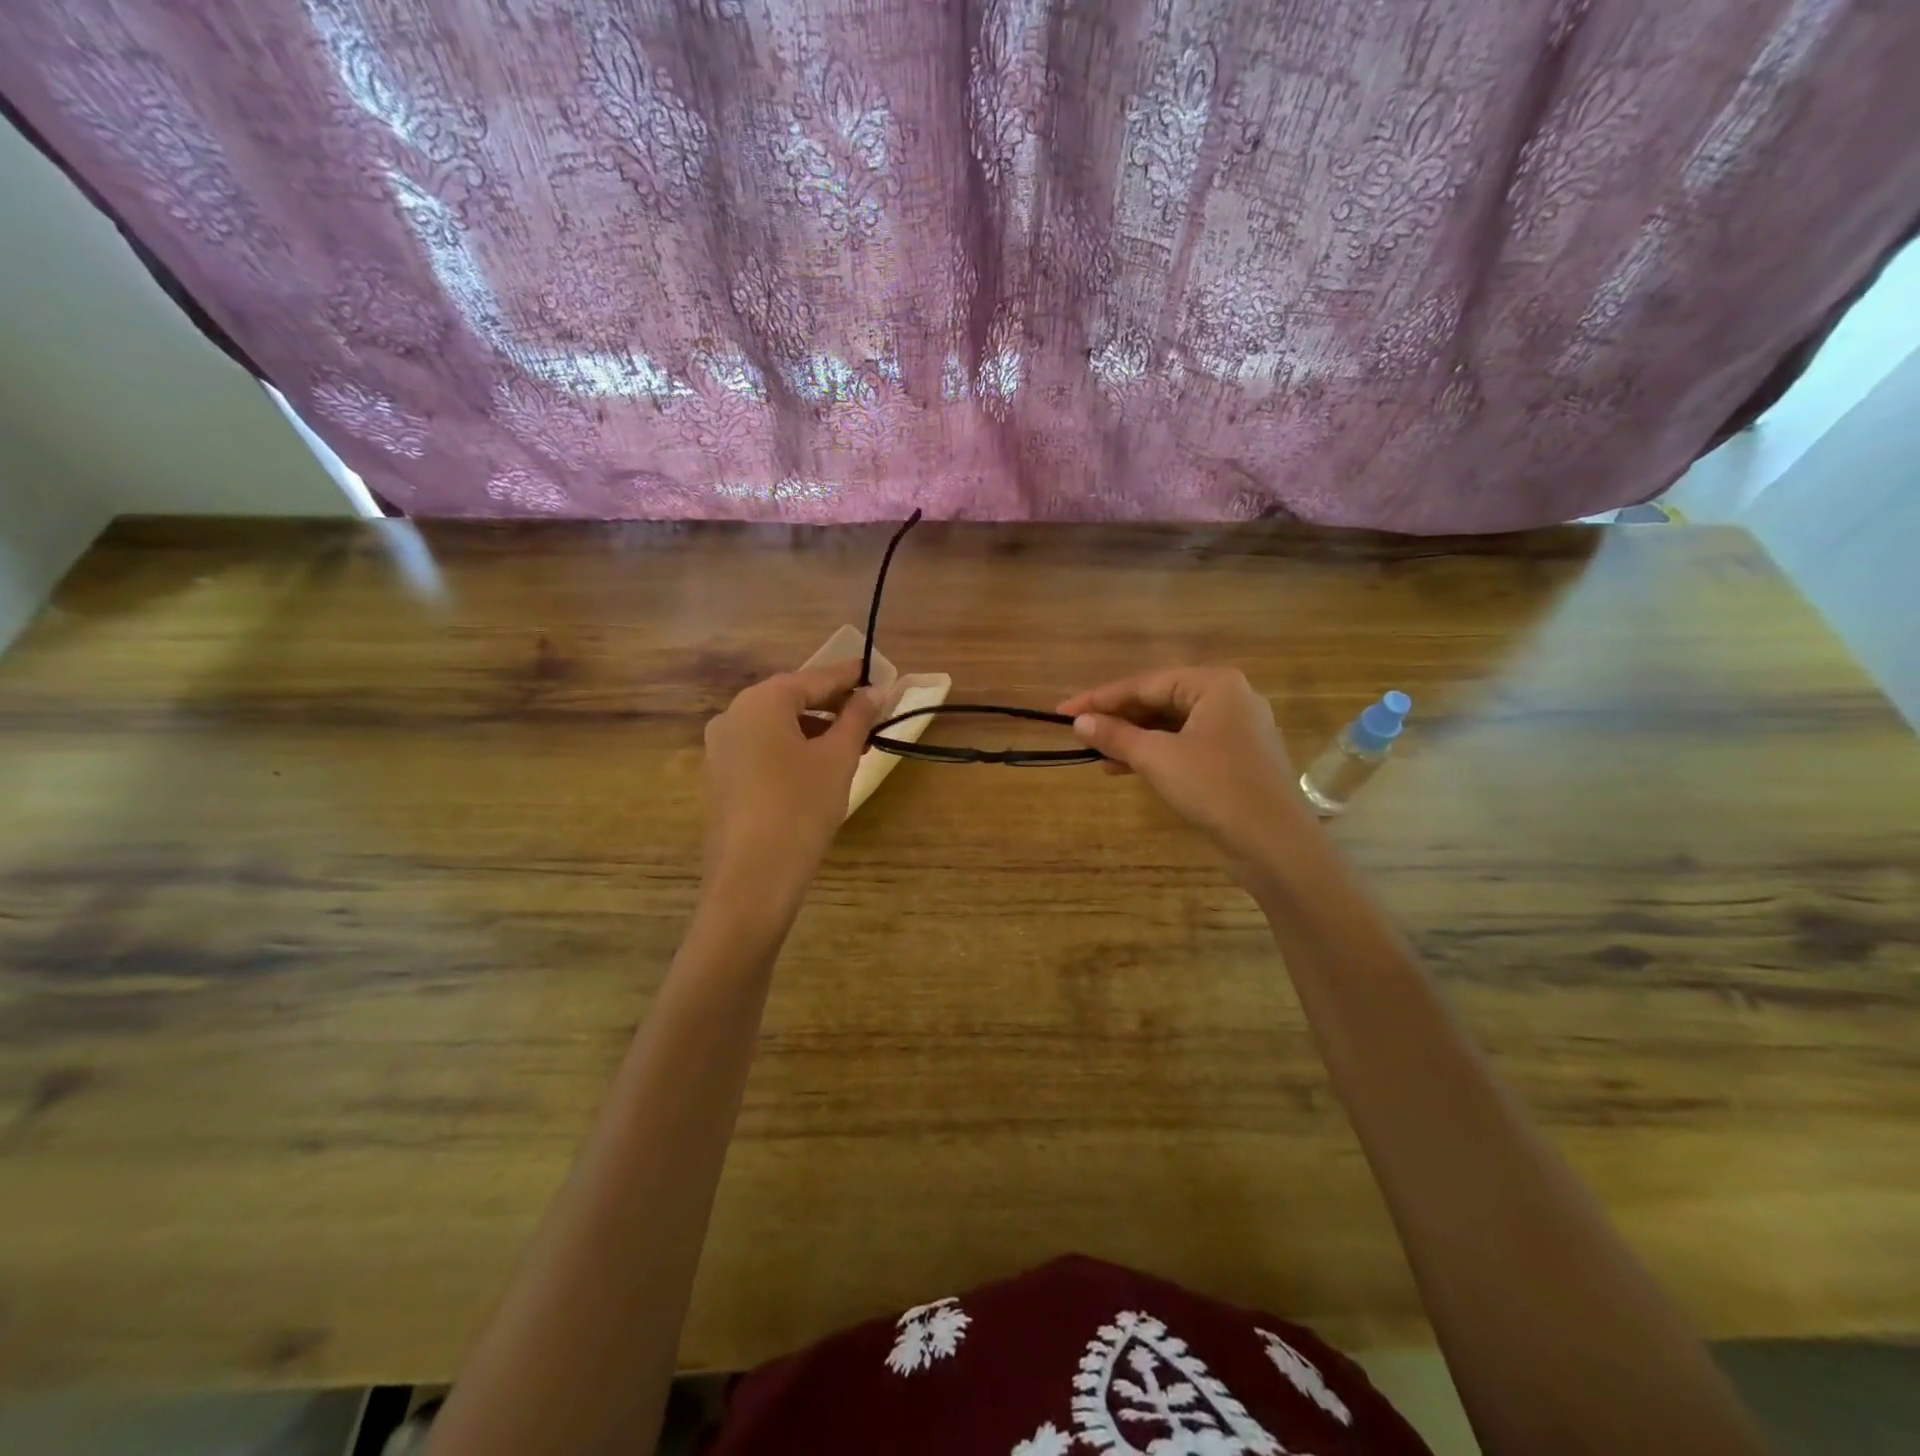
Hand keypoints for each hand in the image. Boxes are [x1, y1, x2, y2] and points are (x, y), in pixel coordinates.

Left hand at [703, 659, 884, 903]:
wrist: (753, 876)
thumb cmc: (801, 805)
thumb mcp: (838, 757)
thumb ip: (857, 717)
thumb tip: (876, 690)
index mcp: (761, 701)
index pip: (814, 679)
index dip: (848, 676)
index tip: (874, 672)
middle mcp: (733, 715)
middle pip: (791, 700)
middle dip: (832, 706)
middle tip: (869, 714)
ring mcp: (720, 749)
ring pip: (775, 728)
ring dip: (814, 731)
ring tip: (850, 746)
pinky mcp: (720, 779)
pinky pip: (761, 751)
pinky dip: (791, 750)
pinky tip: (817, 769)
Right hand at [1059, 666, 1312, 861]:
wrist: (1274, 843)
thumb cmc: (1215, 787)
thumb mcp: (1157, 758)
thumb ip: (1116, 735)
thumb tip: (1079, 722)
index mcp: (1215, 684)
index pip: (1145, 683)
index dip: (1100, 698)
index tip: (1064, 710)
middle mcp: (1229, 699)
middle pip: (1160, 701)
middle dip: (1118, 719)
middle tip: (1080, 732)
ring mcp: (1235, 730)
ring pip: (1171, 726)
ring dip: (1133, 739)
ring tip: (1096, 754)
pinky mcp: (1235, 759)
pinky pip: (1185, 745)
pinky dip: (1155, 754)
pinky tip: (1125, 768)